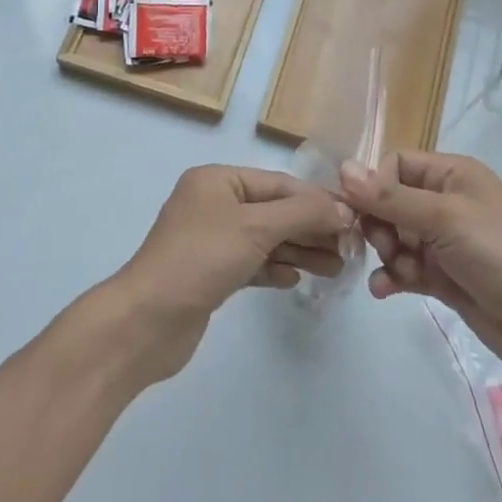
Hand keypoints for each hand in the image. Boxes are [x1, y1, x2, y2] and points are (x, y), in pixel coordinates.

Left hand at [109, 165, 351, 382]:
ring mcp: (210, 240)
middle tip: (350, 249)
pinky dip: (275, 268)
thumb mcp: (256, 228)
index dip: (317, 200)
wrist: (146, 321)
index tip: (354, 218)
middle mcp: (214, 203)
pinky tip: (296, 280)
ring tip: (335, 268)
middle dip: (311, 228)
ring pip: (265, 239)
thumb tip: (343, 210)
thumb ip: (302, 214)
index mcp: (218, 180)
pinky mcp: (210, 273)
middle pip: (274, 211)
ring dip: (299, 251)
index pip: (279, 184)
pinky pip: (252, 263)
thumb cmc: (201, 259)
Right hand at [341, 150, 501, 380]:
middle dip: (379, 224)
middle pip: (391, 201)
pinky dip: (392, 277)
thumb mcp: (445, 217)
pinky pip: (405, 268)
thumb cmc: (500, 253)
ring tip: (395, 271)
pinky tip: (384, 291)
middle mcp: (446, 201)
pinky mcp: (443, 276)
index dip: (374, 185)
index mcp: (452, 173)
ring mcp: (445, 241)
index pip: (396, 164)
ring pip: (395, 237)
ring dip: (387, 253)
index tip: (358, 211)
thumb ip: (391, 198)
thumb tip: (342, 169)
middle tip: (382, 246)